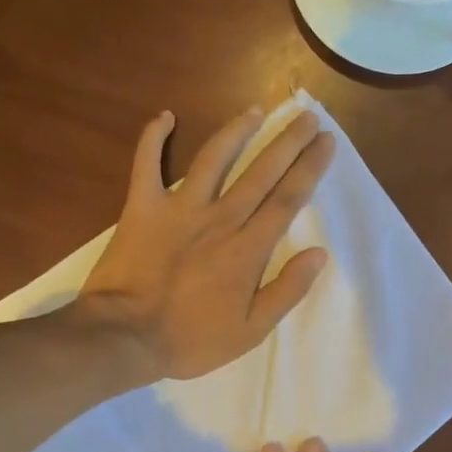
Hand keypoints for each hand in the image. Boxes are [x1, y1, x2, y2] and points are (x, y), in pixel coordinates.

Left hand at [77, 106, 335, 381]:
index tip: (326, 141)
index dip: (310, 168)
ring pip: (214, 158)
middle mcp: (220, 218)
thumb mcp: (251, 331)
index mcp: (248, 248)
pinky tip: (165, 116)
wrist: (125, 337)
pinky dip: (153, 138)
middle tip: (307, 116)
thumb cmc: (191, 339)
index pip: (288, 199)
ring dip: (237, 131)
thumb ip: (287, 290)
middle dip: (287, 142)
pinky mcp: (142, 207)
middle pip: (261, 171)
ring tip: (257, 111)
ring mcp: (179, 208)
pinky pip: (146, 164)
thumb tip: (319, 253)